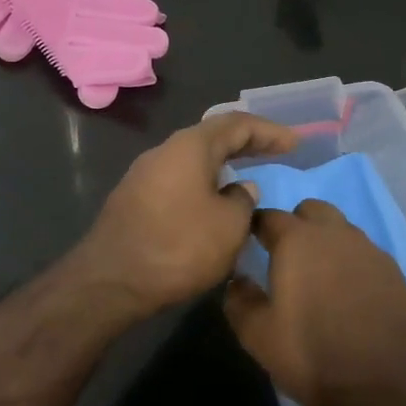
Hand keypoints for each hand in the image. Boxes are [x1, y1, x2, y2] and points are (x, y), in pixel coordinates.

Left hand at [72, 112, 297, 316]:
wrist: (110, 281)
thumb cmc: (178, 247)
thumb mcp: (229, 226)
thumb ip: (243, 201)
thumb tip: (240, 190)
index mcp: (189, 147)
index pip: (236, 124)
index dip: (269, 131)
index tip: (295, 143)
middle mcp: (164, 151)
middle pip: (212, 137)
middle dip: (247, 144)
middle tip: (277, 152)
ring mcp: (144, 175)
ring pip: (193, 160)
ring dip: (223, 166)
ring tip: (248, 177)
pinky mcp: (134, 200)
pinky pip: (179, 180)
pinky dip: (204, 184)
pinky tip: (214, 203)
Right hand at [223, 199, 405, 405]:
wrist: (395, 384)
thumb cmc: (316, 355)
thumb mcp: (260, 337)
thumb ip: (240, 301)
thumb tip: (237, 280)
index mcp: (297, 240)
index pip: (268, 216)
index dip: (255, 228)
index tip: (249, 247)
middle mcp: (334, 233)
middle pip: (310, 211)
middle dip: (295, 225)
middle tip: (286, 260)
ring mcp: (369, 250)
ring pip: (340, 230)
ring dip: (326, 243)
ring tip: (319, 280)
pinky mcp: (395, 272)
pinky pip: (364, 254)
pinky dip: (352, 264)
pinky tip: (350, 296)